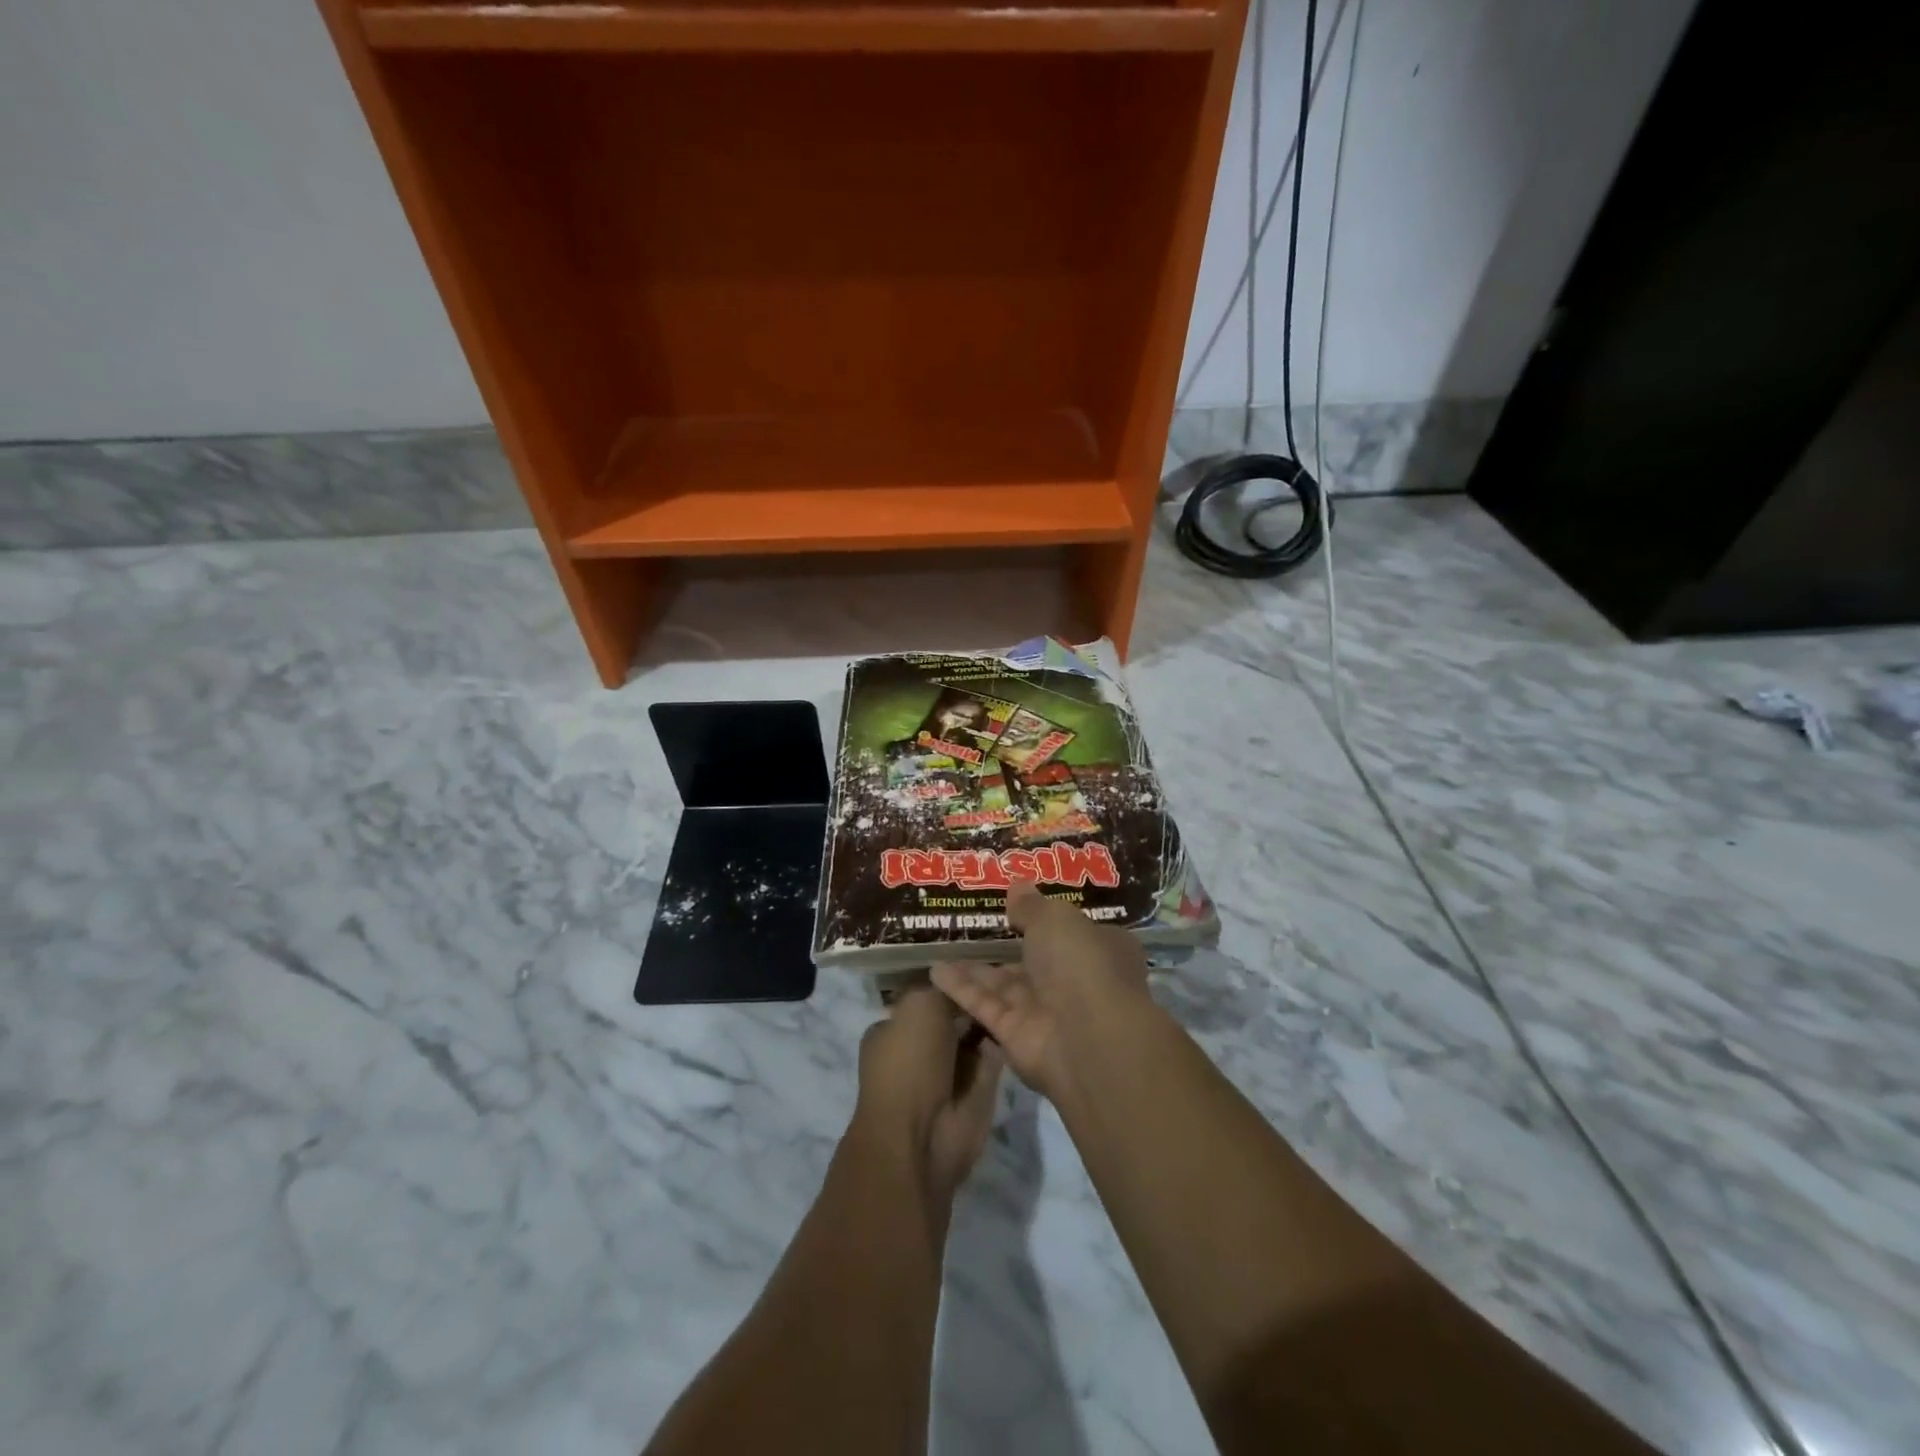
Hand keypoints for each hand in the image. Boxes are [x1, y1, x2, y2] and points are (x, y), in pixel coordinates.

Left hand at [855, 986, 1003, 1207]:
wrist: (921, 1137)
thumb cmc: (908, 1062)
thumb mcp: (919, 1006)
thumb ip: (942, 989)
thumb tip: (961, 982)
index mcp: (892, 1030)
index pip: (924, 997)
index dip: (949, 982)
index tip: (977, 965)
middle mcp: (918, 1050)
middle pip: (953, 1016)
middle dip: (974, 1000)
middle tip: (1007, 973)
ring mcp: (948, 1073)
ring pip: (975, 1036)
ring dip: (991, 1020)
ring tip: (1018, 991)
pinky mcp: (976, 1093)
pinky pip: (993, 1058)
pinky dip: (1003, 1042)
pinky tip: (1021, 1018)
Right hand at [932, 881, 1152, 1102]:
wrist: (1088, 1041)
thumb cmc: (1082, 964)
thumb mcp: (1056, 919)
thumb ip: (1032, 905)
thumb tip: (1017, 886)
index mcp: (1098, 948)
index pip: (1071, 931)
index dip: (1045, 917)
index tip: (1014, 904)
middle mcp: (1075, 980)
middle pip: (1035, 959)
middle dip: (1007, 944)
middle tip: (970, 924)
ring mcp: (1046, 1011)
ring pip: (1006, 984)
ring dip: (976, 967)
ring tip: (942, 945)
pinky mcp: (1017, 1036)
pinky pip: (987, 1006)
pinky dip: (962, 989)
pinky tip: (935, 971)